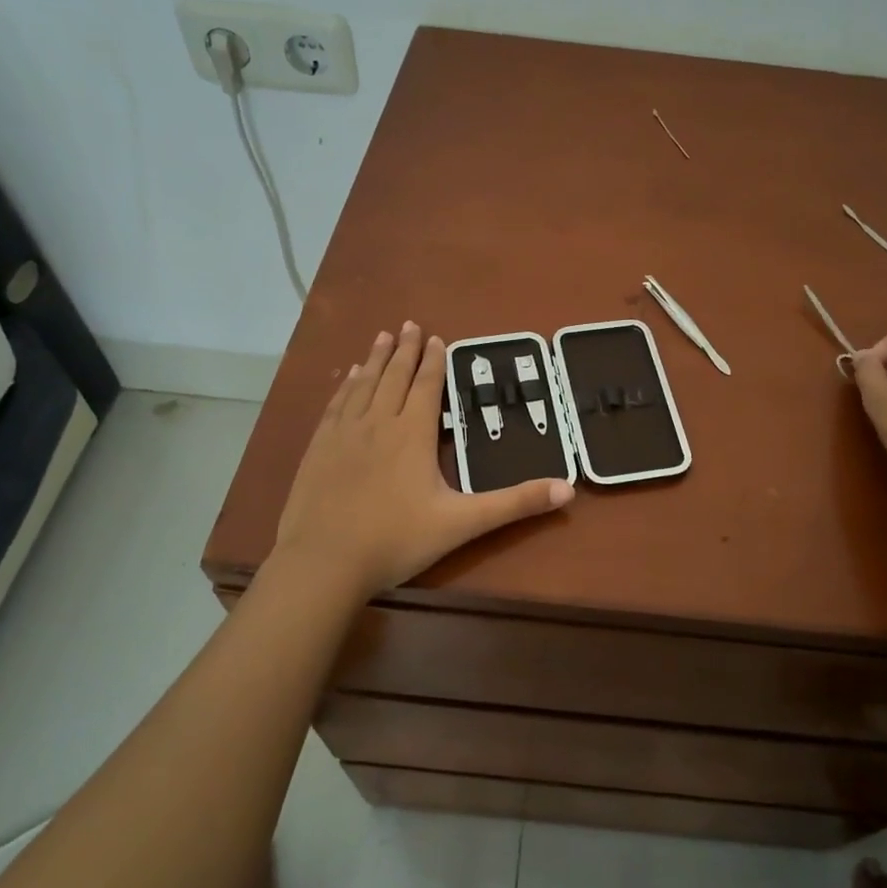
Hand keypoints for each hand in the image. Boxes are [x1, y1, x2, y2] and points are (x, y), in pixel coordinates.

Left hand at [273, 322, 574, 599]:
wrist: (324, 563)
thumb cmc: (396, 541)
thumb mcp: (463, 523)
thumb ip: (514, 504)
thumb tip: (568, 489)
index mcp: (413, 434)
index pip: (427, 386)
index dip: (434, 361)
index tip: (437, 338)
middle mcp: (378, 422)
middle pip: (395, 376)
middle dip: (406, 350)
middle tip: (410, 324)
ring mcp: (344, 433)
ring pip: (364, 384)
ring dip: (376, 359)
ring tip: (384, 337)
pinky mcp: (318, 448)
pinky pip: (336, 405)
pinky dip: (346, 385)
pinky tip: (349, 377)